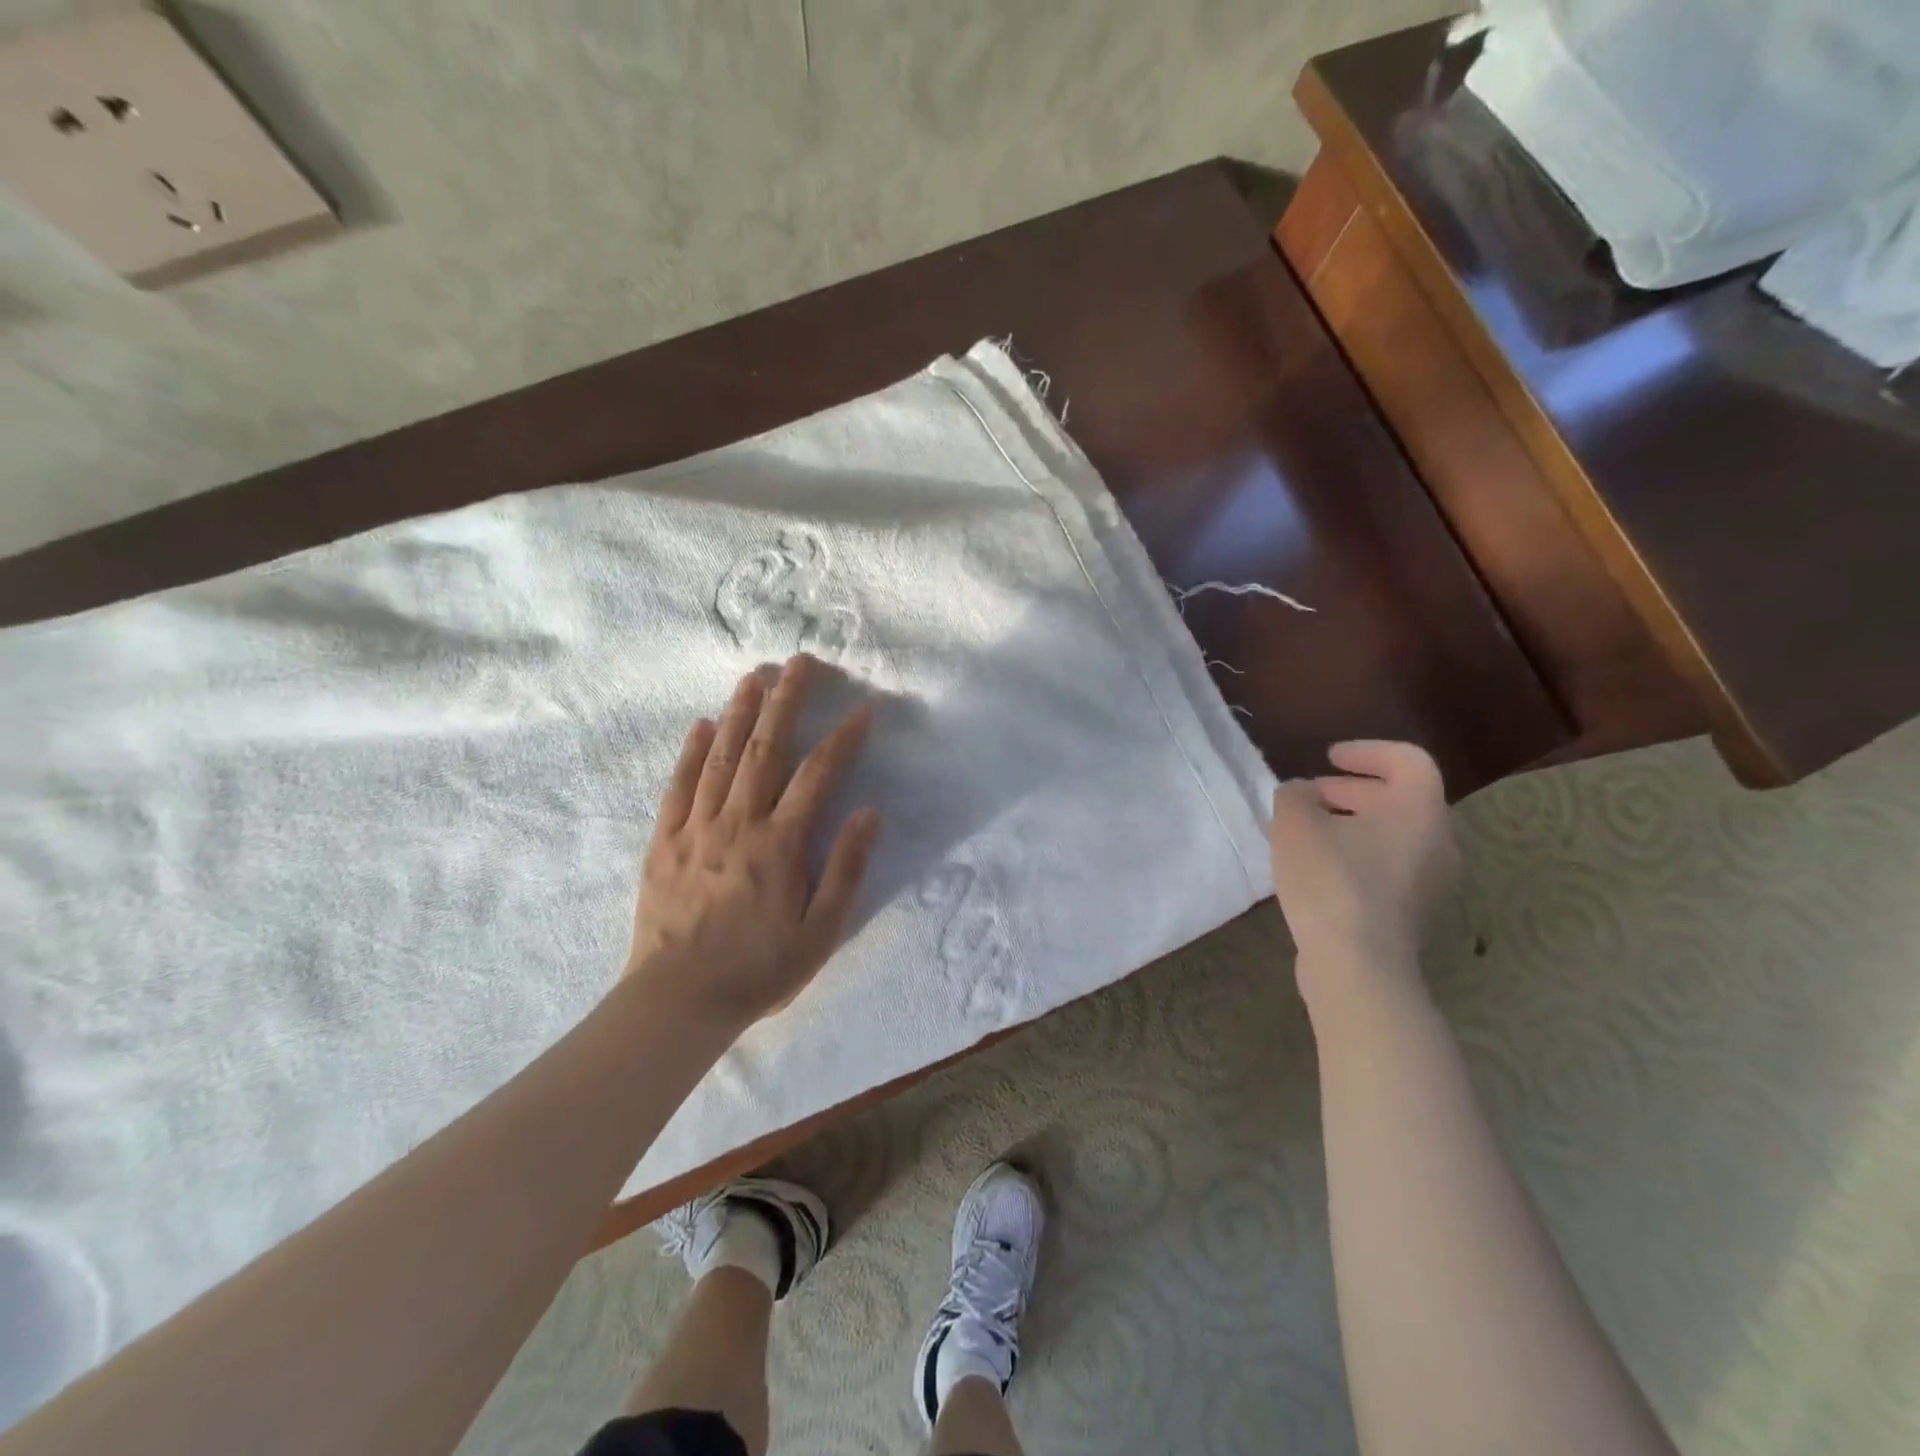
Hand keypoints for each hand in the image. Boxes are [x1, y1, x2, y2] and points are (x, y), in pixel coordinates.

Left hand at [625, 655, 880, 1030]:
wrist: (678, 1002)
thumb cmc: (759, 970)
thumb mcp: (820, 931)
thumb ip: (845, 868)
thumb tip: (868, 812)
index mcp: (780, 844)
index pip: (818, 775)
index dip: (843, 738)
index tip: (862, 708)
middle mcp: (738, 823)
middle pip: (765, 748)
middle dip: (787, 701)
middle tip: (801, 662)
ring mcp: (696, 828)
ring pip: (720, 757)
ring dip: (739, 712)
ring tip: (755, 676)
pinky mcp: (663, 841)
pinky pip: (678, 786)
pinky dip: (691, 752)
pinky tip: (700, 725)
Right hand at [1268, 740, 1459, 1005]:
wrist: (1357, 964)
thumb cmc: (1331, 880)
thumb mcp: (1295, 824)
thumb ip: (1295, 795)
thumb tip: (1303, 794)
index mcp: (1418, 809)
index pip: (1408, 760)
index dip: (1367, 751)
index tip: (1328, 758)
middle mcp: (1437, 840)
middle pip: (1399, 798)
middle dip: (1350, 790)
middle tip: (1308, 795)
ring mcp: (1430, 880)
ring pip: (1392, 834)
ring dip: (1351, 823)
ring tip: (1306, 831)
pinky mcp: (1413, 911)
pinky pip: (1388, 864)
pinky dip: (1356, 853)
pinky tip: (1317, 867)